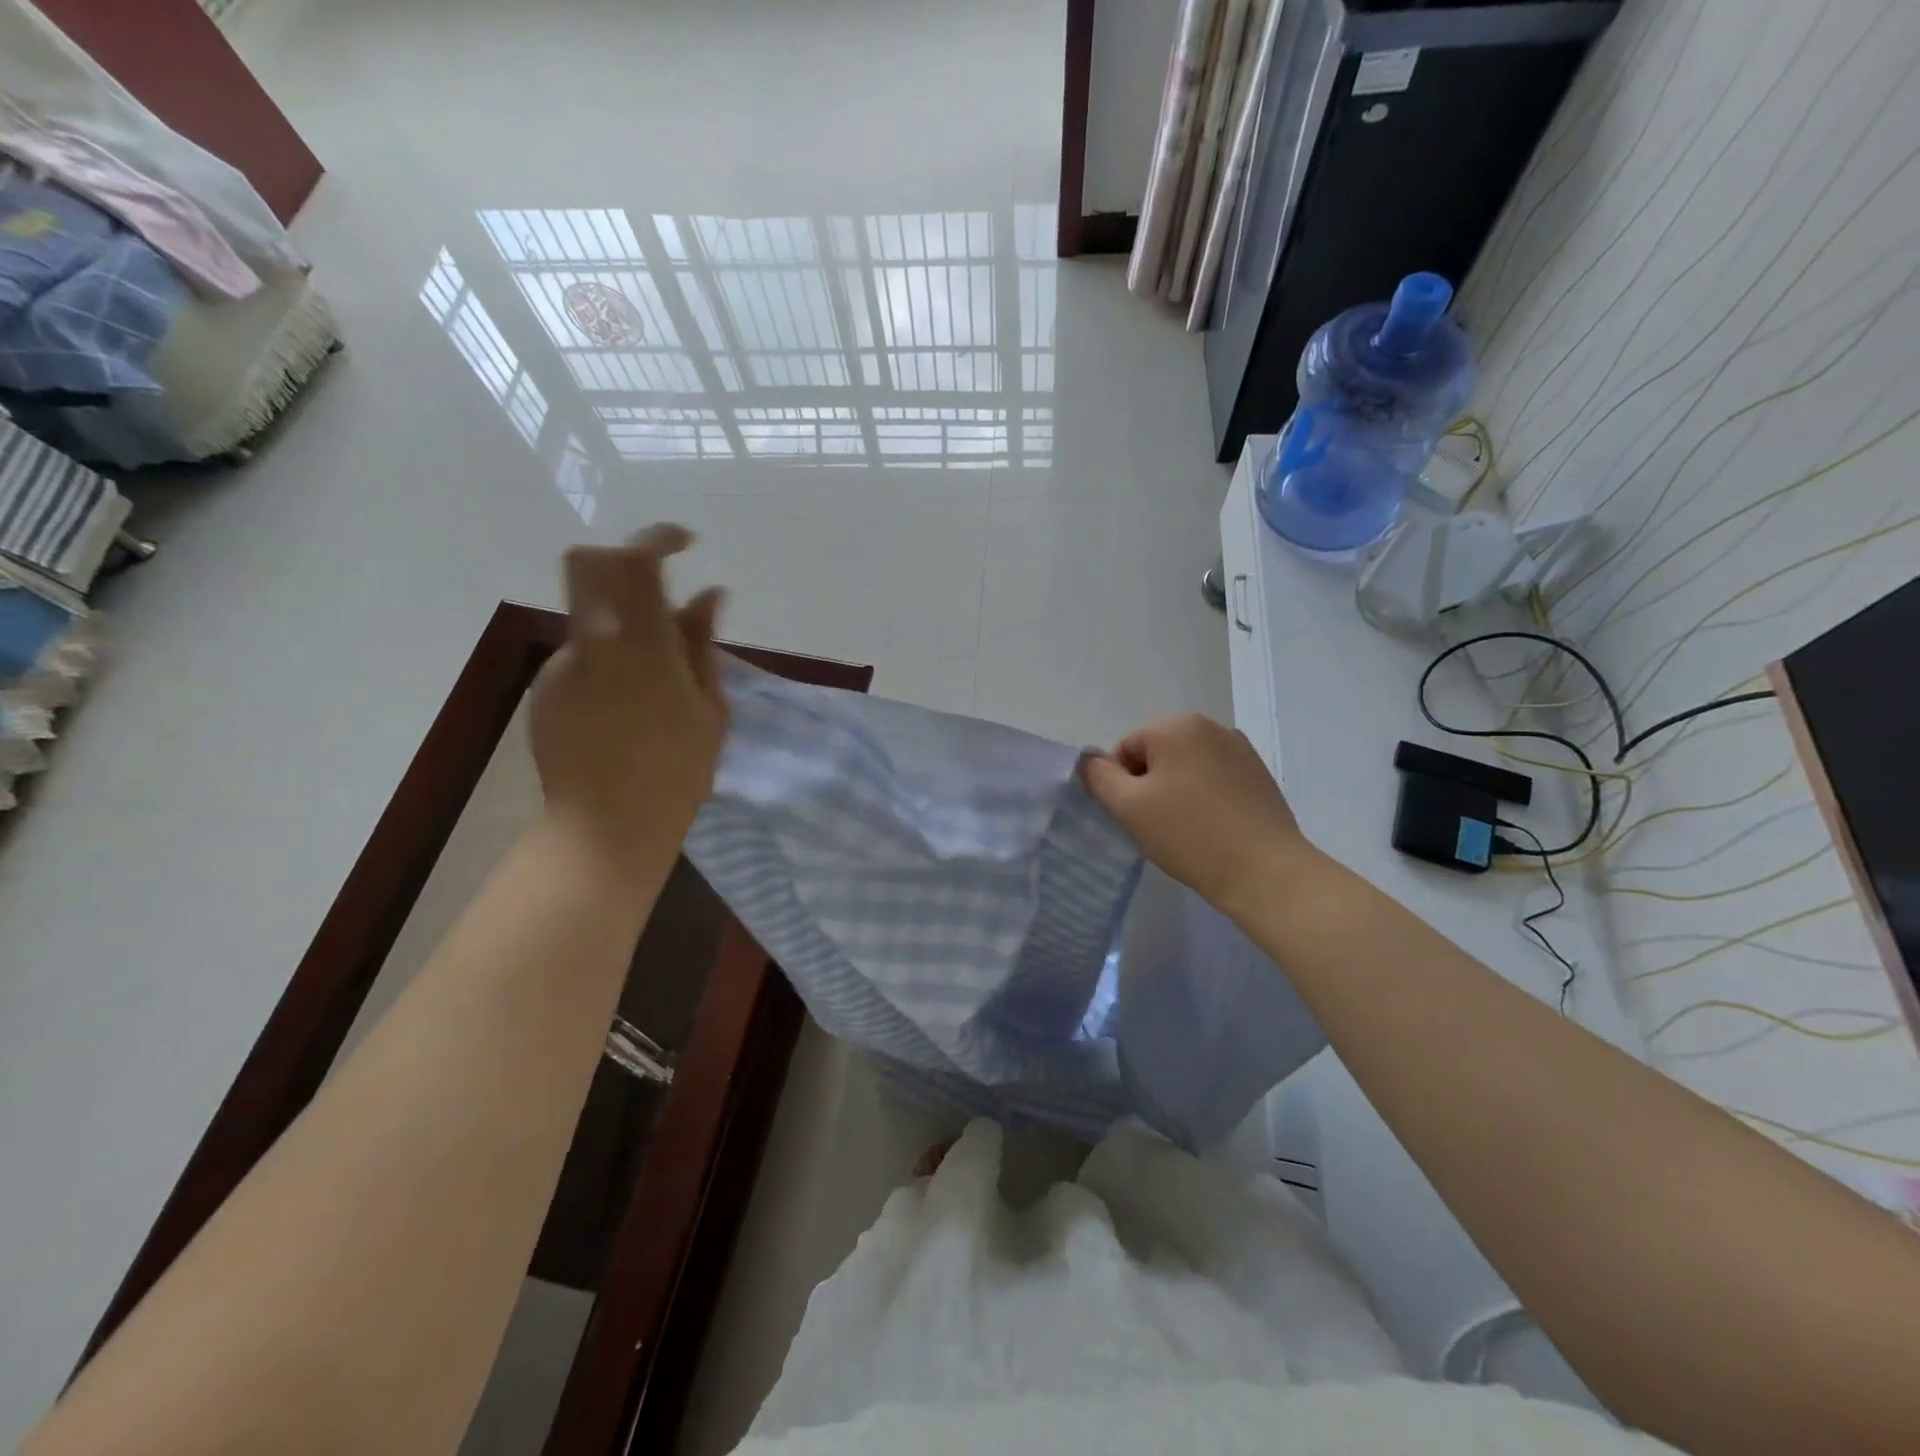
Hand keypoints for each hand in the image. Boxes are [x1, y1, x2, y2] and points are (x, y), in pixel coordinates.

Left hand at [529, 525, 727, 873]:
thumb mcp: (710, 708)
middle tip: (660, 588)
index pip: (636, 560)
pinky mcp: (545, 691)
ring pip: (589, 615)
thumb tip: (708, 595)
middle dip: (624, 560)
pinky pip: (580, 656)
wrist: (608, 828)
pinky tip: (625, 707)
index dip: (658, 537)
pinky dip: (606, 661)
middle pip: (589, 564)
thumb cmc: (678, 772)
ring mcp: (562, 667)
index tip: (684, 543)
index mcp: (642, 645)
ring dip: (621, 622)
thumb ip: (702, 645)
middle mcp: (593, 643)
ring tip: (654, 679)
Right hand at [1081, 714, 1316, 919]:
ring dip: (1177, 793)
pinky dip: (1205, 799)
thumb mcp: (1128, 807)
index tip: (1137, 818)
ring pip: (1187, 768)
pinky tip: (1213, 829)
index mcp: (1177, 726)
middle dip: (1150, 787)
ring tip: (1188, 830)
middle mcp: (1211, 727)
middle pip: (1157, 755)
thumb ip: (1099, 777)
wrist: (1266, 872)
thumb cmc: (1189, 835)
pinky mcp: (1260, 774)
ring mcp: (1241, 749)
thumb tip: (1091, 762)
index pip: (1126, 750)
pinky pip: (1215, 780)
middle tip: (1159, 826)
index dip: (1122, 786)